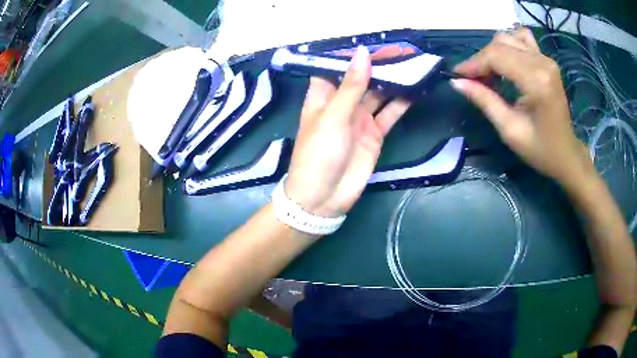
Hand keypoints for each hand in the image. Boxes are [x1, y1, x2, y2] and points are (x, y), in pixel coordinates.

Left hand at [285, 46, 411, 217]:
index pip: (337, 66)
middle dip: (380, 64)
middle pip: (362, 77)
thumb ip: (351, 86)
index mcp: (323, 95)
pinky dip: (402, 102)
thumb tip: (363, 53)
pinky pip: (390, 113)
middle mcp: (342, 103)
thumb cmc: (318, 154)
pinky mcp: (375, 133)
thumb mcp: (333, 116)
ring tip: (413, 64)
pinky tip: (416, 89)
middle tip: (402, 49)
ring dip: (394, 81)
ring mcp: (360, 118)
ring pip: (379, 93)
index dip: (353, 53)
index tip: (373, 40)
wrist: (324, 198)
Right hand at [451, 28, 592, 187]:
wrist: (566, 153)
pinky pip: (523, 39)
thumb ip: (485, 101)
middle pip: (500, 44)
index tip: (458, 76)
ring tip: (490, 72)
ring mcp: (546, 59)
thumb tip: (457, 82)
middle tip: (473, 79)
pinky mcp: (547, 60)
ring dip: (494, 52)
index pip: (496, 56)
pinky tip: (508, 61)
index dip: (473, 63)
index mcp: (535, 81)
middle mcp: (542, 62)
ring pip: (509, 38)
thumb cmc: (540, 149)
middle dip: (482, 59)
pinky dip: (510, 45)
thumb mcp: (510, 130)